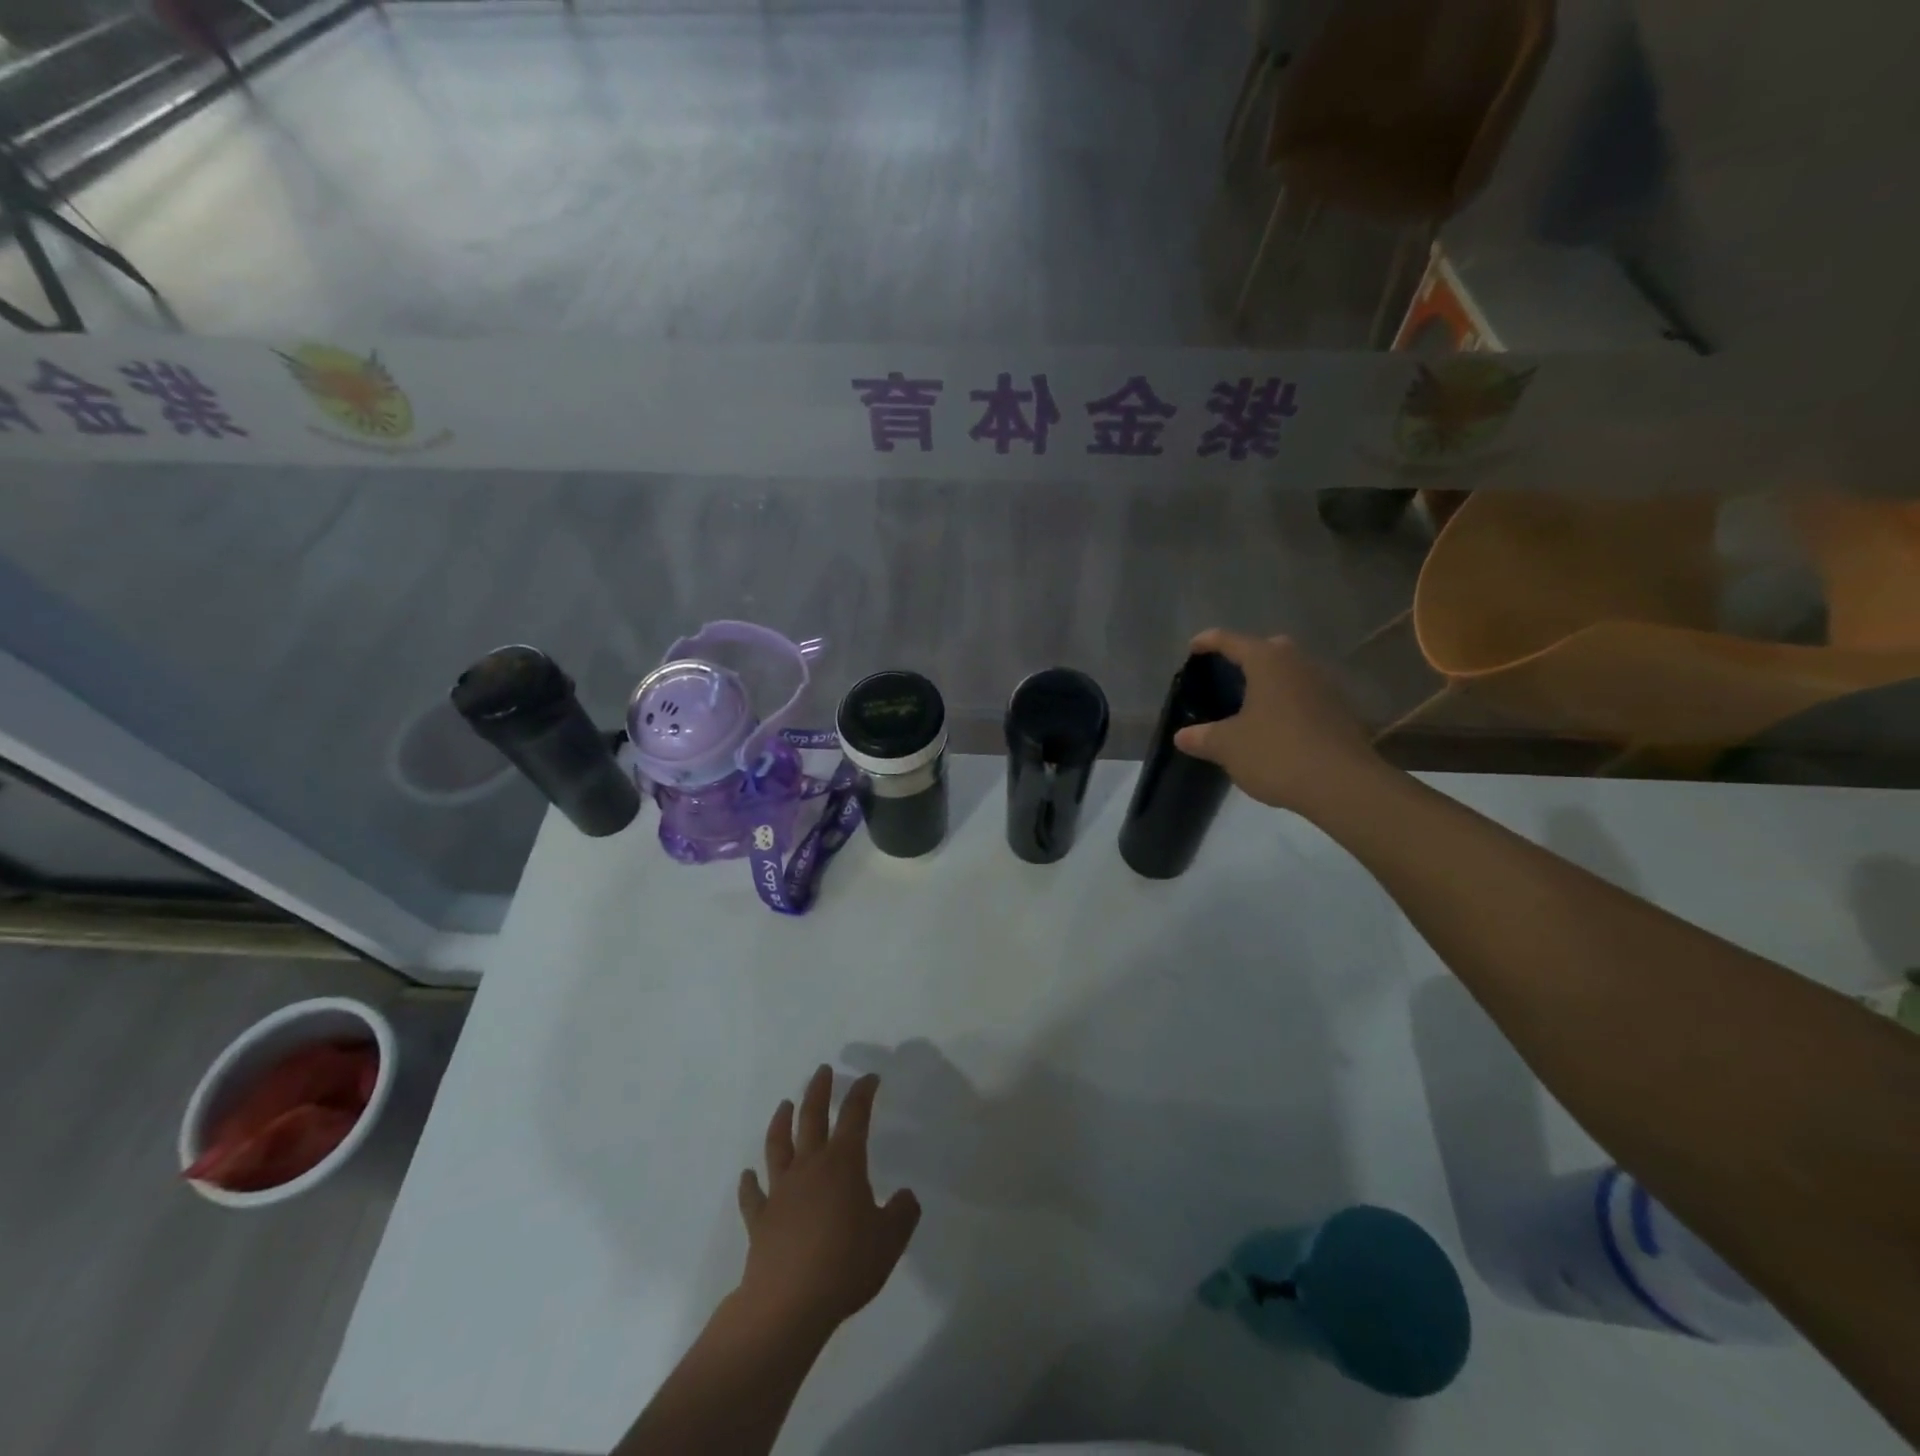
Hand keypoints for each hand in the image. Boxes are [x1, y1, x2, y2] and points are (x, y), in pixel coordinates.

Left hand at [735, 1065, 920, 1336]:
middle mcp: (810, 1167)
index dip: (863, 1093)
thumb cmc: (845, 1265)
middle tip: (823, 1070)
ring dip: (781, 1122)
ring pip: (778, 1146)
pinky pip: (753, 1195)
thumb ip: (902, 1213)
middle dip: (819, 1091)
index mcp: (843, 1164)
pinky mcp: (760, 1219)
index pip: (855, 1115)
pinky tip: (747, 1175)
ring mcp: (781, 1191)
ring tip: (784, 1104)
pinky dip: (749, 1183)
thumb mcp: (889, 1240)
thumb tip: (906, 1196)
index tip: (869, 1078)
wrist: (788, 1304)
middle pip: (812, 1117)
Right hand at [1172, 629, 1386, 819]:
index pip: (1231, 641)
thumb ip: (1202, 737)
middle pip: (1268, 649)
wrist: (1343, 785)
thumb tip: (1182, 735)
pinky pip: (1305, 695)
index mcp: (1267, 662)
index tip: (1192, 647)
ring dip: (1270, 681)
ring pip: (1290, 672)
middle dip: (1246, 657)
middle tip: (1227, 675)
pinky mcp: (1340, 711)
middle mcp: (1298, 664)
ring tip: (1248, 704)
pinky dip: (1288, 703)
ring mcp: (1324, 686)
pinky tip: (1275, 727)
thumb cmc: (1277, 753)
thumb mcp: (1228, 746)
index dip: (1208, 641)